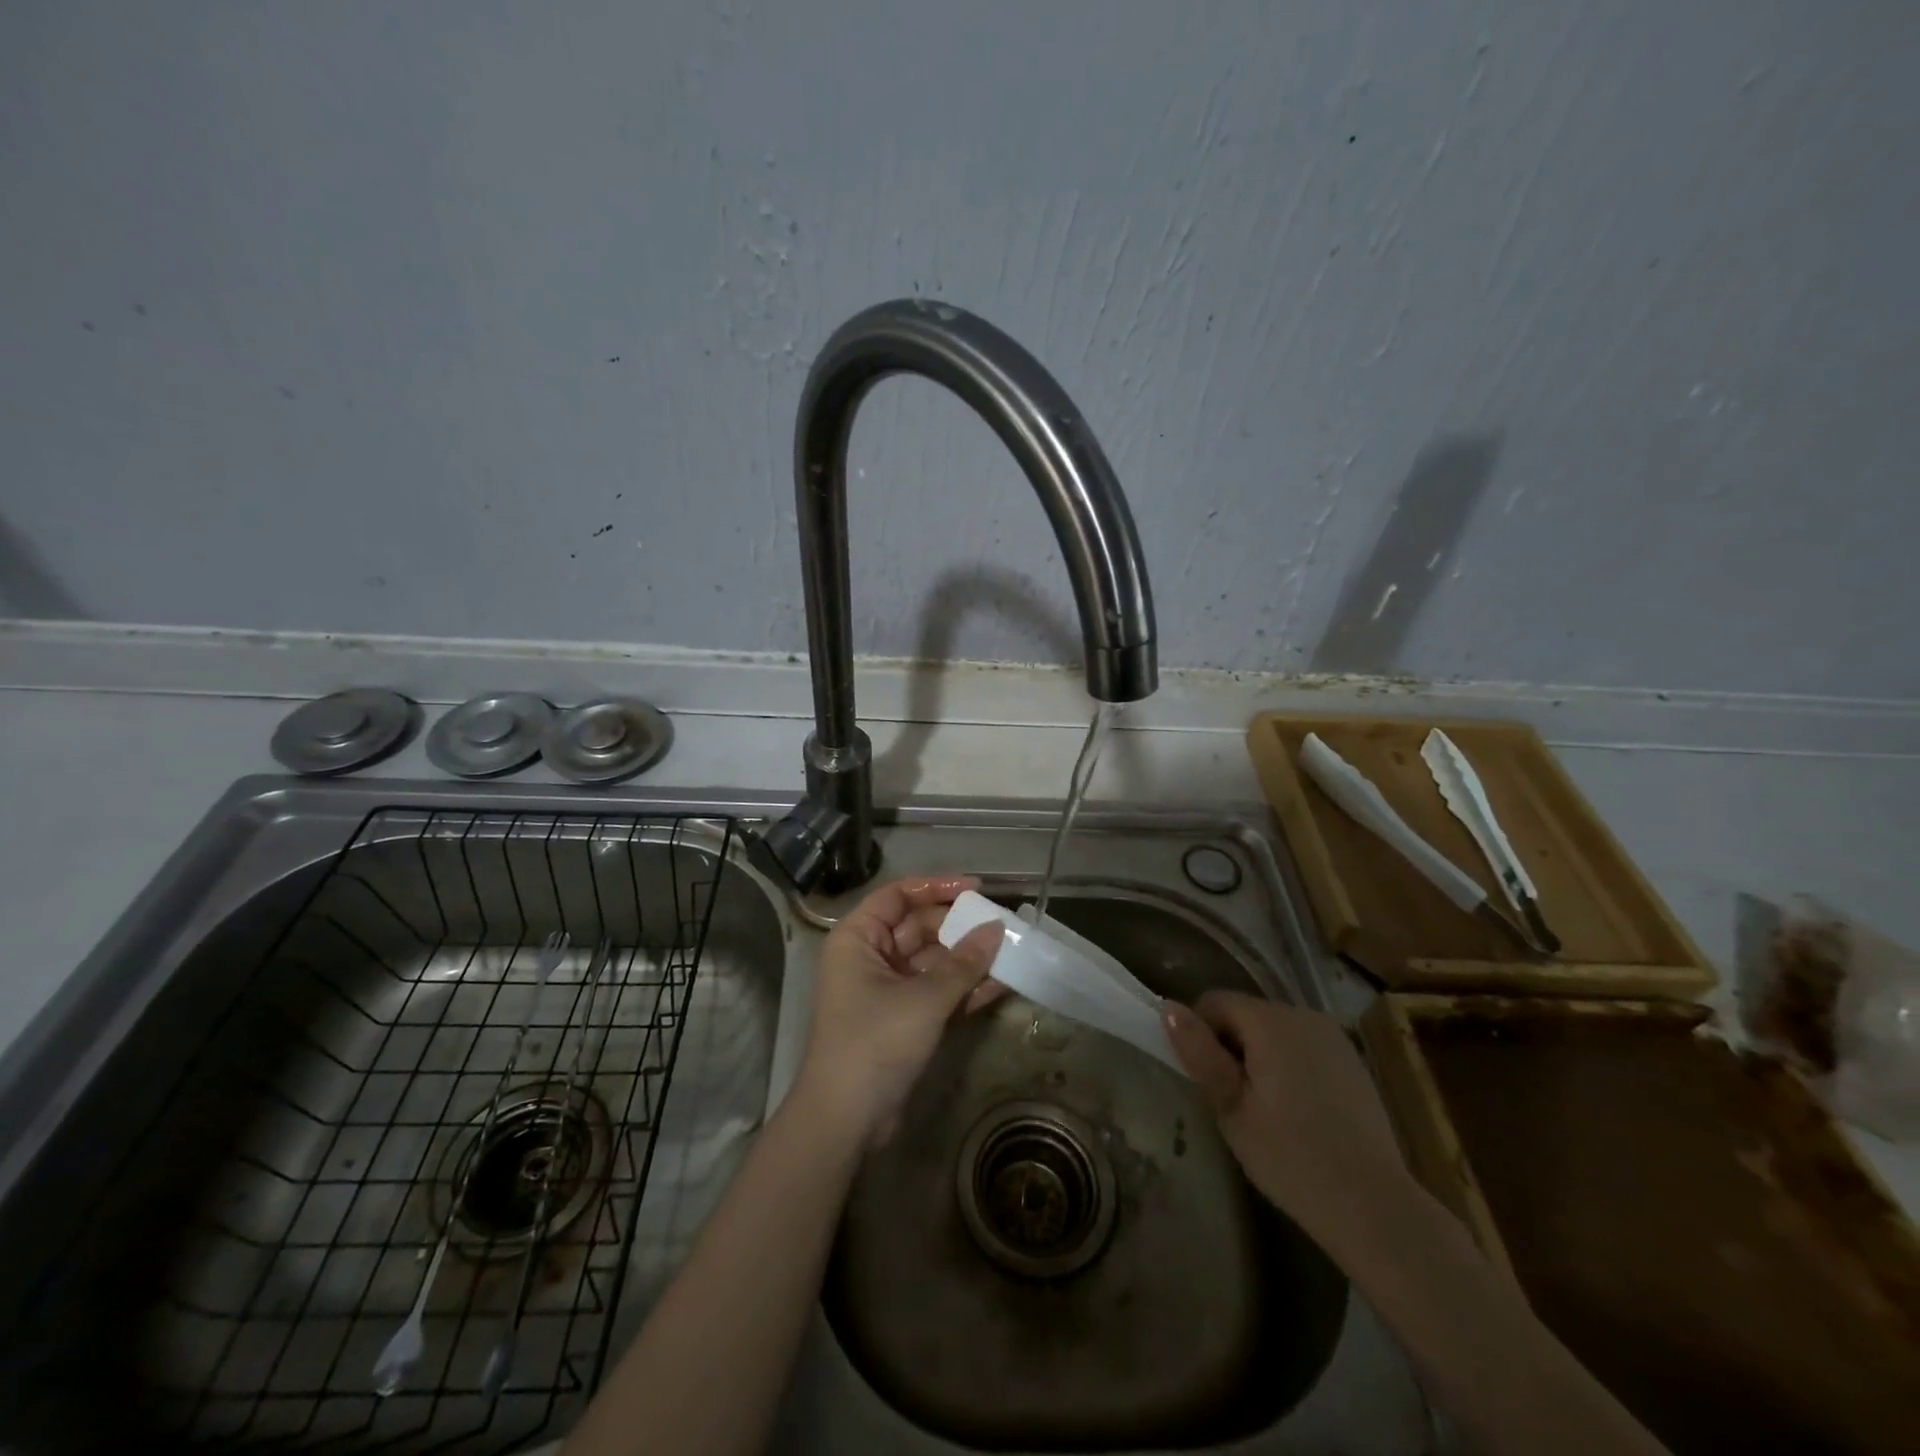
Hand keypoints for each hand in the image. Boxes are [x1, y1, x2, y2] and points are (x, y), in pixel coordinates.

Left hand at [792, 875, 1005, 1148]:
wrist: (846, 1121)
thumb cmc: (875, 1042)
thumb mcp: (923, 999)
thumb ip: (963, 963)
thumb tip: (997, 929)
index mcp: (858, 939)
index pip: (897, 896)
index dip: (936, 887)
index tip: (976, 889)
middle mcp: (870, 958)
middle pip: (920, 928)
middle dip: (960, 928)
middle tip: (1003, 925)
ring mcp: (888, 991)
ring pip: (933, 962)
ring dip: (969, 960)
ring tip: (1012, 951)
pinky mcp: (904, 1021)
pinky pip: (938, 993)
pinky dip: (965, 989)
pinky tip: (1002, 983)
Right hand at [1163, 991, 1409, 1242]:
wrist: (1374, 1205)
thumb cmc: (1290, 1157)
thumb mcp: (1231, 1107)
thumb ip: (1199, 1053)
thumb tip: (1169, 1007)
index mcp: (1270, 1021)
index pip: (1215, 1001)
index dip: (1200, 1034)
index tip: (1209, 1080)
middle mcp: (1302, 1013)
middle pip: (1246, 1013)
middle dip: (1232, 1045)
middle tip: (1234, 1101)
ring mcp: (1333, 1036)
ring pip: (1275, 1030)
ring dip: (1260, 1055)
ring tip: (1266, 1108)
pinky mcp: (1352, 1059)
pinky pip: (1303, 1046)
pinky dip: (1290, 1065)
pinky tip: (1299, 1111)